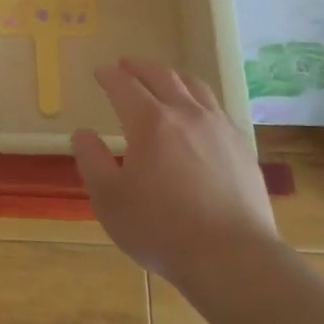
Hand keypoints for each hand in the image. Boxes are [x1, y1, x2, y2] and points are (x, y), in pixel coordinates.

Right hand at [73, 58, 277, 280]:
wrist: (232, 257)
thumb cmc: (161, 229)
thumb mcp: (109, 199)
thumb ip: (91, 161)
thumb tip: (82, 133)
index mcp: (150, 122)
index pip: (124, 86)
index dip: (109, 76)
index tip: (100, 71)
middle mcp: (186, 114)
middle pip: (161, 76)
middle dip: (140, 67)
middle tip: (126, 65)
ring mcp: (218, 127)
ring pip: (194, 87)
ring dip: (172, 77)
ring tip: (162, 79)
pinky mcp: (241, 146)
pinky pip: (217, 109)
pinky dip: (198, 100)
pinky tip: (198, 114)